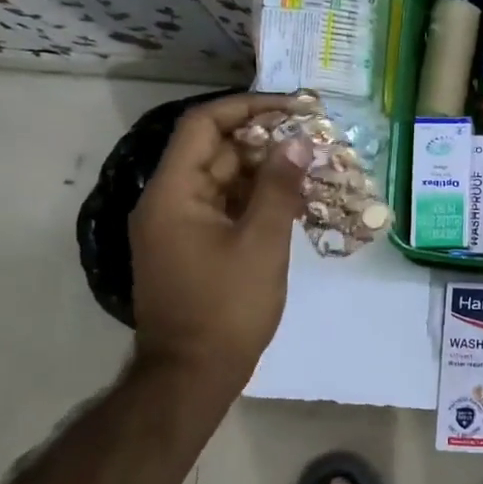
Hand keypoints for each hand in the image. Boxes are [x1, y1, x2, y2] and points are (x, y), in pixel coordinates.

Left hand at [128, 92, 309, 383]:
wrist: (192, 376)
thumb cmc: (226, 308)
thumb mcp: (261, 244)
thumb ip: (280, 188)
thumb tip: (298, 144)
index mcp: (173, 193)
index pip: (205, 125)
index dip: (249, 107)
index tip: (294, 109)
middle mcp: (169, 201)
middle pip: (216, 151)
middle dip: (266, 141)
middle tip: (313, 139)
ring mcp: (179, 226)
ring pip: (225, 180)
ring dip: (266, 171)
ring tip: (312, 168)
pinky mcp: (193, 247)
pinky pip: (226, 207)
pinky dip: (257, 199)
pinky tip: (295, 201)